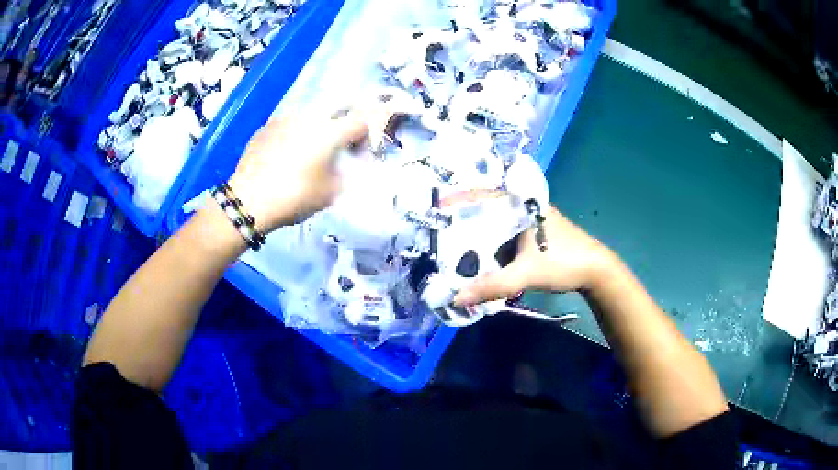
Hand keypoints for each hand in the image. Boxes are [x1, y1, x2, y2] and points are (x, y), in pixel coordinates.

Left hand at [228, 108, 367, 232]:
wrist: (248, 200)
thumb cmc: (294, 197)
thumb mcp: (330, 193)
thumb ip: (344, 174)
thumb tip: (343, 165)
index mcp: (330, 131)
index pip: (361, 120)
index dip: (366, 135)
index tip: (358, 153)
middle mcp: (309, 116)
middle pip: (337, 106)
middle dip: (344, 121)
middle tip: (340, 143)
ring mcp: (285, 118)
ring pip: (311, 113)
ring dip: (318, 126)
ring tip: (310, 149)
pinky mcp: (266, 126)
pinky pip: (289, 124)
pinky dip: (295, 134)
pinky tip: (286, 154)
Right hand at [454, 205, 619, 305]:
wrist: (596, 271)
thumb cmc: (563, 262)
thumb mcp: (526, 274)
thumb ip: (492, 285)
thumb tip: (456, 298)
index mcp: (521, 205)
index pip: (483, 194)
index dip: (458, 199)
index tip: (435, 207)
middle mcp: (523, 208)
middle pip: (486, 211)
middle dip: (464, 223)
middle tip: (439, 235)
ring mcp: (529, 222)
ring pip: (496, 226)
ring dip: (478, 238)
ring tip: (453, 248)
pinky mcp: (533, 236)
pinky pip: (505, 237)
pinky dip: (492, 247)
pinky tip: (480, 259)